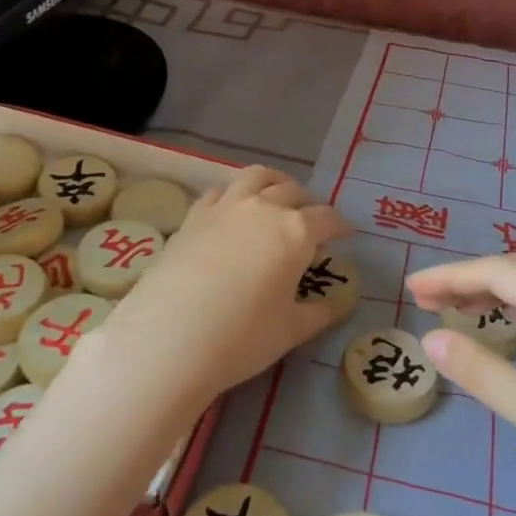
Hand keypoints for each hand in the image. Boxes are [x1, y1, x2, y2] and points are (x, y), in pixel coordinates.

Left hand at [99, 167, 348, 403]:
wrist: (170, 338)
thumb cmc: (242, 338)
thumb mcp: (291, 331)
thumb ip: (320, 313)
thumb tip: (339, 304)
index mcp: (295, 233)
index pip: (327, 219)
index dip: (340, 226)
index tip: (345, 234)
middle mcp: (263, 209)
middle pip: (293, 192)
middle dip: (308, 203)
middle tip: (312, 221)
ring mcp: (225, 208)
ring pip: (256, 177)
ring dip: (274, 182)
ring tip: (277, 196)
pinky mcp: (193, 217)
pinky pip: (219, 191)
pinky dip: (234, 193)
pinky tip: (232, 209)